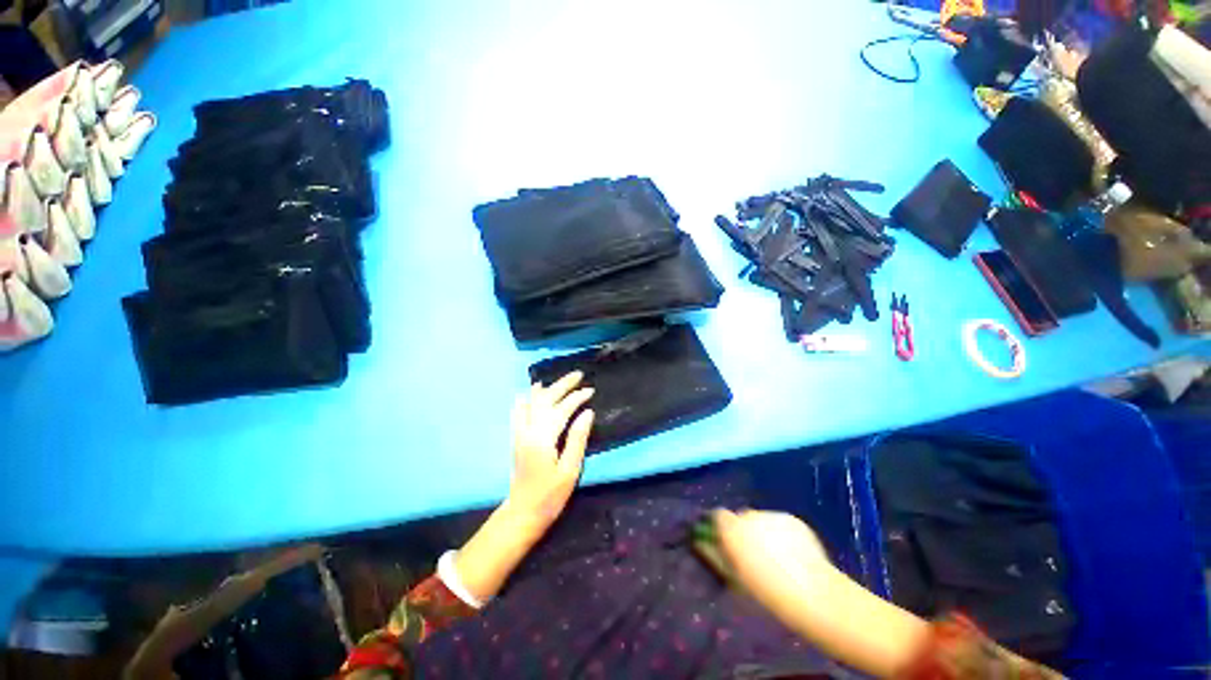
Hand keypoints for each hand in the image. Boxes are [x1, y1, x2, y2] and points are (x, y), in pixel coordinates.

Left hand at [453, 372, 593, 603]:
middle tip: (578, 375)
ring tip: (558, 380)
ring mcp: (519, 433)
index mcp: (543, 438)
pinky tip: (530, 392)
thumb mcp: (570, 470)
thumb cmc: (550, 495)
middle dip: (562, 385)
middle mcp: (528, 431)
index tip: (590, 390)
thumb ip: (577, 438)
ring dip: (546, 389)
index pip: (561, 409)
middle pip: (545, 400)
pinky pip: (519, 412)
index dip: (577, 398)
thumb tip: (587, 413)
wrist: (522, 513)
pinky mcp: (516, 438)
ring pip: (532, 402)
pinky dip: (526, 399)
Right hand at [713, 510, 833, 611]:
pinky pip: (781, 524)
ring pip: (762, 521)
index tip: (725, 542)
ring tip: (777, 557)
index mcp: (732, 528)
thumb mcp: (734, 580)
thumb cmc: (766, 593)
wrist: (812, 593)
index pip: (718, 515)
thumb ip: (715, 557)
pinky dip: (782, 534)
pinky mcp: (793, 520)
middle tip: (754, 555)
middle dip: (744, 531)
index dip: (721, 527)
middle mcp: (750, 515)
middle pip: (741, 517)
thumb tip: (701, 543)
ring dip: (763, 532)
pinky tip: (793, 555)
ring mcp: (773, 515)